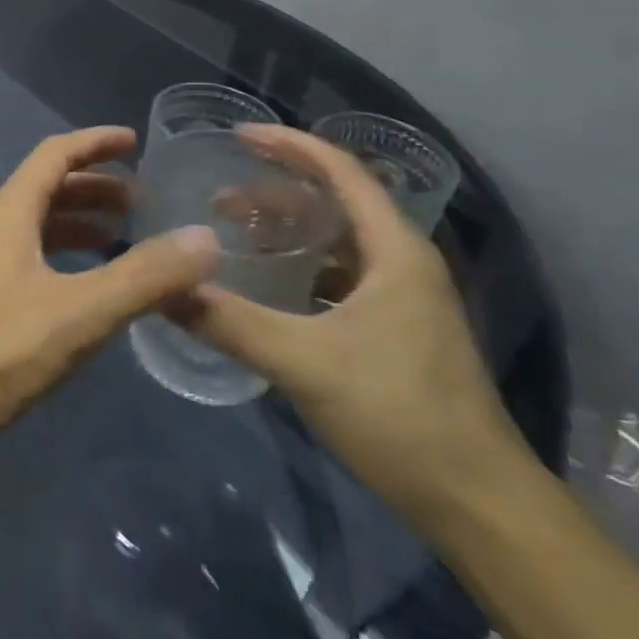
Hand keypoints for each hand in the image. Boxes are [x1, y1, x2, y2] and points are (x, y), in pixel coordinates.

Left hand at [0, 126, 219, 473]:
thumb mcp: (79, 312)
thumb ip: (143, 276)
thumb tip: (205, 238)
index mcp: (9, 213)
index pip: (54, 154)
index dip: (95, 143)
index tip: (135, 141)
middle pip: (46, 189)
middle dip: (94, 186)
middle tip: (141, 199)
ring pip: (37, 227)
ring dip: (79, 223)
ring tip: (123, 237)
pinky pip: (31, 261)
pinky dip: (65, 259)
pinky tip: (88, 289)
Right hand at [168, 125, 532, 532]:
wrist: (477, 503)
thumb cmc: (399, 415)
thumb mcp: (303, 362)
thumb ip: (228, 321)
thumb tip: (161, 288)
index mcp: (394, 251)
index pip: (341, 171)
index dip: (289, 145)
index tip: (237, 135)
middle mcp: (403, 262)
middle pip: (336, 202)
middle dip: (276, 190)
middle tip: (219, 196)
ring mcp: (403, 297)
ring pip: (337, 241)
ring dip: (286, 230)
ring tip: (235, 234)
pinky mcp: (397, 329)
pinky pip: (339, 275)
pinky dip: (300, 266)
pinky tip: (267, 285)